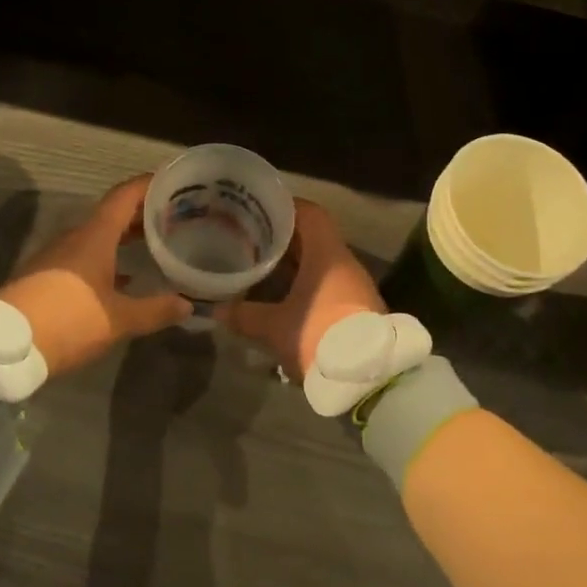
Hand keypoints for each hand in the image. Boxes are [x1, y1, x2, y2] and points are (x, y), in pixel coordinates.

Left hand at [0, 176, 191, 375]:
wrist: (5, 346)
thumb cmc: (68, 321)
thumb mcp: (118, 320)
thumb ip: (155, 310)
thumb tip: (188, 305)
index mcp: (94, 236)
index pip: (124, 196)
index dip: (148, 185)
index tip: (172, 180)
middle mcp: (75, 237)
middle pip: (112, 214)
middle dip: (142, 213)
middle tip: (174, 215)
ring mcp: (57, 256)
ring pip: (98, 236)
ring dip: (125, 236)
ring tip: (155, 243)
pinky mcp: (47, 275)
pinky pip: (85, 256)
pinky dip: (109, 258)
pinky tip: (125, 278)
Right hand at [216, 199, 382, 378]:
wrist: (369, 378)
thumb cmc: (319, 335)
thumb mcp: (275, 327)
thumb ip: (244, 315)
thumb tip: (217, 309)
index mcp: (327, 254)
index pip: (310, 213)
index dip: (285, 207)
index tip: (259, 210)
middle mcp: (344, 262)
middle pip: (312, 238)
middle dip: (281, 238)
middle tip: (250, 239)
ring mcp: (353, 286)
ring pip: (318, 263)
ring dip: (292, 264)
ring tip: (260, 266)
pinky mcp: (355, 307)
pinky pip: (325, 284)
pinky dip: (303, 284)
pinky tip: (280, 296)